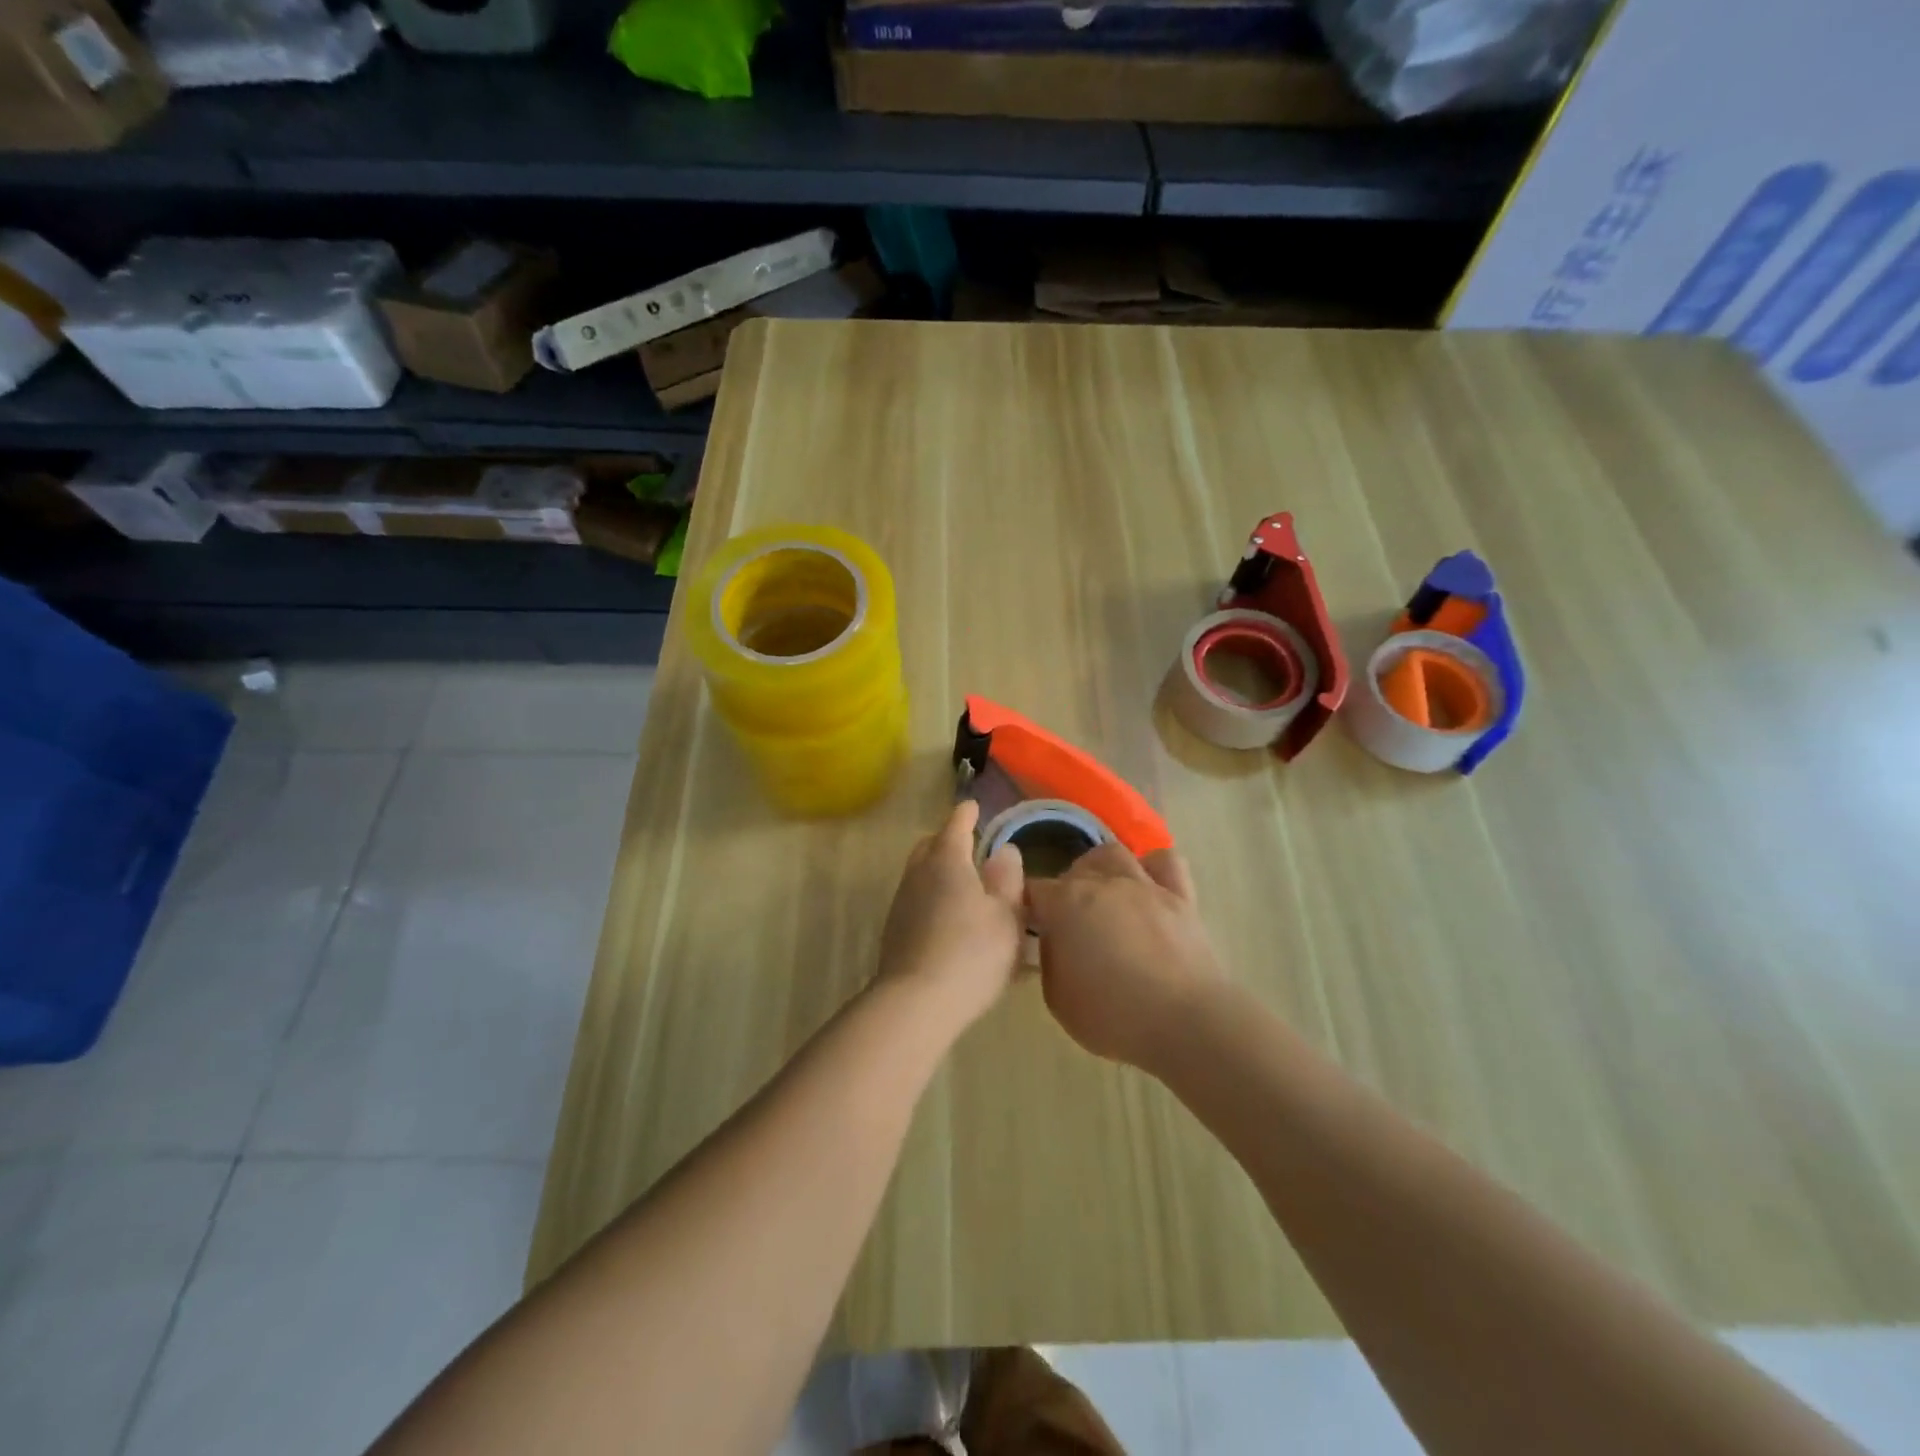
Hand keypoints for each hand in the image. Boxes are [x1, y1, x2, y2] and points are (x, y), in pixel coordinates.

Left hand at [877, 800, 1026, 1029]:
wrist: (916, 1002)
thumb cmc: (972, 953)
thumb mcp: (1006, 916)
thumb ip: (1007, 880)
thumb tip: (1005, 851)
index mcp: (948, 860)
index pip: (956, 824)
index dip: (967, 814)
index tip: (973, 806)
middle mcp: (919, 874)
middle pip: (931, 845)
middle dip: (948, 840)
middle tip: (970, 846)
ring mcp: (902, 902)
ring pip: (920, 873)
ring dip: (939, 872)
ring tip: (964, 886)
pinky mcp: (894, 931)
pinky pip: (917, 900)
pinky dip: (933, 898)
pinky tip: (950, 920)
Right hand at [1026, 843, 1221, 1072]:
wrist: (1185, 1023)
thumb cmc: (1113, 1015)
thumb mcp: (1057, 998)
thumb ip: (1050, 958)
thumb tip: (1055, 940)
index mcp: (1065, 903)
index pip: (1034, 889)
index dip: (1029, 906)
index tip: (1031, 926)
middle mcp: (1102, 882)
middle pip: (1073, 869)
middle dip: (1065, 888)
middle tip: (1069, 920)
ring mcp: (1144, 885)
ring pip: (1113, 853)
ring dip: (1101, 869)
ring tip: (1103, 893)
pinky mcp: (1181, 896)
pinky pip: (1166, 861)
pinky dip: (1152, 867)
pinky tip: (1147, 885)